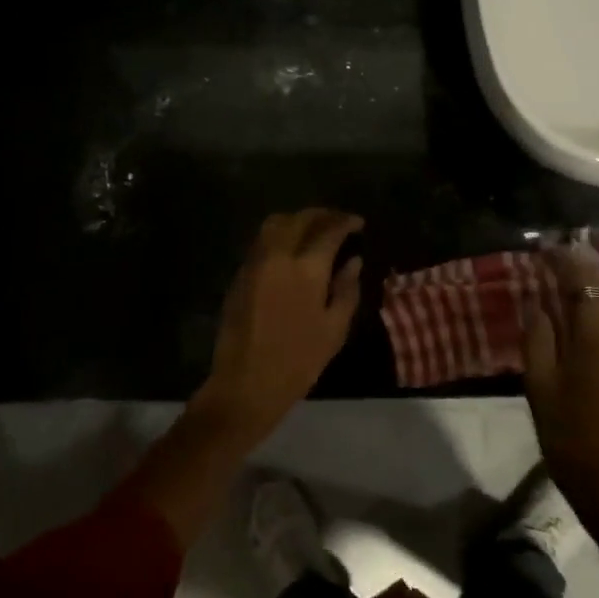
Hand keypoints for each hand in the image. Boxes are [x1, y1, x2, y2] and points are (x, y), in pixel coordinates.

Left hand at [194, 209, 364, 440]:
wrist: (246, 382)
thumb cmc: (298, 361)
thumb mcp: (334, 330)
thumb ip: (346, 289)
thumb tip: (354, 261)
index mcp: (306, 269)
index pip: (329, 231)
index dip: (346, 222)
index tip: (358, 223)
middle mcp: (278, 256)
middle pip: (299, 219)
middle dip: (322, 215)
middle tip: (338, 221)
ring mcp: (255, 262)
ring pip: (275, 224)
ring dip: (298, 220)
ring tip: (315, 230)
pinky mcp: (240, 273)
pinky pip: (262, 241)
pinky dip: (280, 235)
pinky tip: (292, 249)